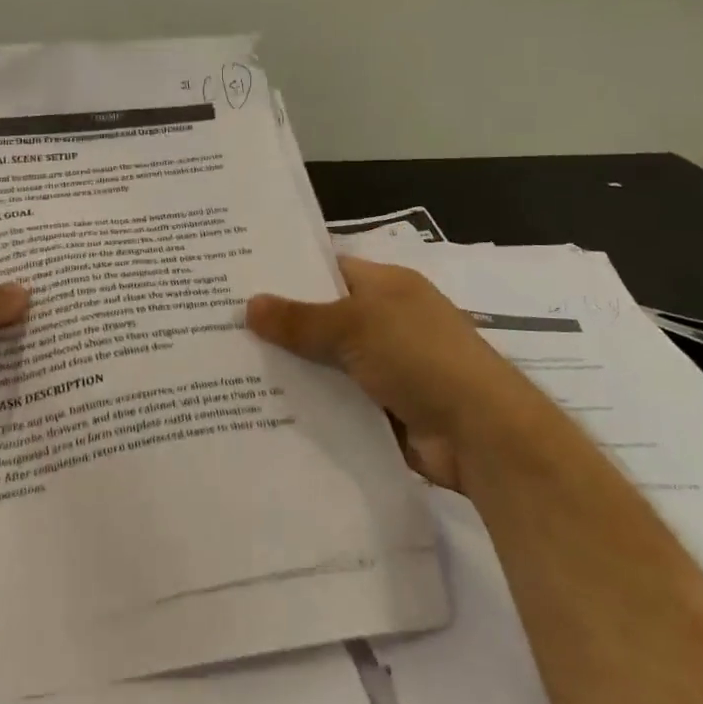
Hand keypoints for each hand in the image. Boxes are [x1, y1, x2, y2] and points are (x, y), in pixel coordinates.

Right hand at [246, 256, 507, 488]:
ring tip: (229, 370)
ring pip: (324, 364)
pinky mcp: (380, 410)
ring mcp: (384, 368)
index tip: (239, 281)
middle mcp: (385, 323)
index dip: (287, 275)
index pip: (329, 270)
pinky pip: (334, 402)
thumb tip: (249, 304)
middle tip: (222, 329)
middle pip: (322, 319)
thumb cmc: (421, 357)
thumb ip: (301, 319)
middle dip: (279, 327)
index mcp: (386, 287)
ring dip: (290, 370)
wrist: (480, 433)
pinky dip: (307, 406)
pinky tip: (262, 409)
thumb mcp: (356, 325)